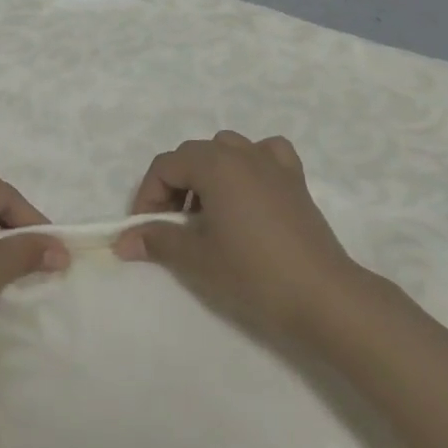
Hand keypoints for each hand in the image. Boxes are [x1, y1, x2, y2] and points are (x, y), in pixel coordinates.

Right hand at [113, 131, 363, 342]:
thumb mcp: (197, 258)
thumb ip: (157, 240)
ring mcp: (272, 162)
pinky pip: (266, 154)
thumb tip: (123, 241)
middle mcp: (240, 152)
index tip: (145, 230)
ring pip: (226, 150)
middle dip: (174, 186)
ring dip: (208, 174)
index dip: (148, 196)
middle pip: (192, 156)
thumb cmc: (254, 273)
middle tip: (170, 226)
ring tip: (207, 212)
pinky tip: (250, 189)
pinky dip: (252, 164)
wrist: (324, 297)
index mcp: (213, 163)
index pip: (165, 166)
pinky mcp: (295, 180)